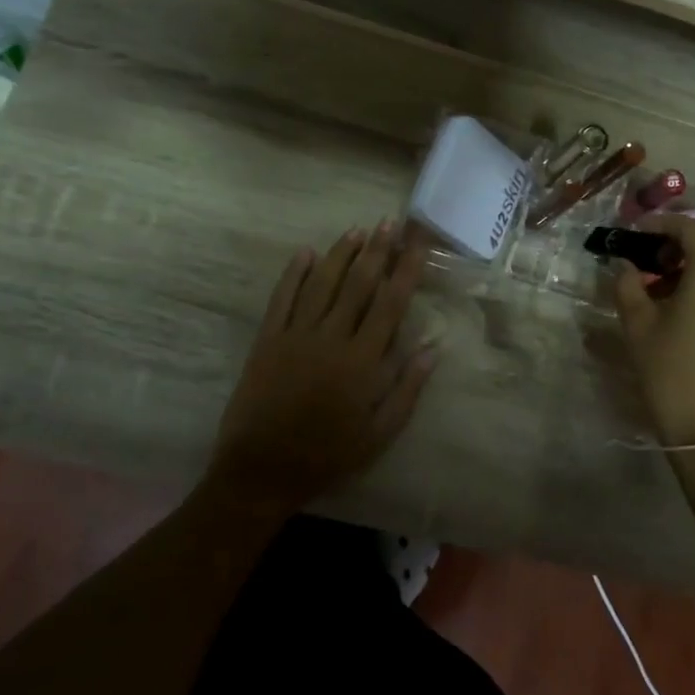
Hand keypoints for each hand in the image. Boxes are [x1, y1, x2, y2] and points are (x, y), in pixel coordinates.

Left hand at [208, 224, 435, 515]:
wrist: (260, 471)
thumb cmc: (327, 455)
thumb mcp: (379, 434)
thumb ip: (407, 389)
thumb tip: (433, 348)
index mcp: (362, 361)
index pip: (390, 303)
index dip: (406, 269)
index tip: (417, 242)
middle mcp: (331, 338)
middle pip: (358, 284)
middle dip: (377, 250)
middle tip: (389, 222)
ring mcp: (295, 335)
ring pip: (322, 284)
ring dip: (340, 254)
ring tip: (357, 230)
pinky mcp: (267, 340)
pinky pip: (282, 298)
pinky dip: (294, 274)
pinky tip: (306, 253)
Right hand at [611, 214, 694, 447]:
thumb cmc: (672, 375)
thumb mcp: (638, 327)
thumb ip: (628, 286)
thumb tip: (626, 267)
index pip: (692, 228)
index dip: (662, 223)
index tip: (637, 230)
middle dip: (689, 237)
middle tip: (657, 254)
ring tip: (671, 279)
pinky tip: (691, 302)